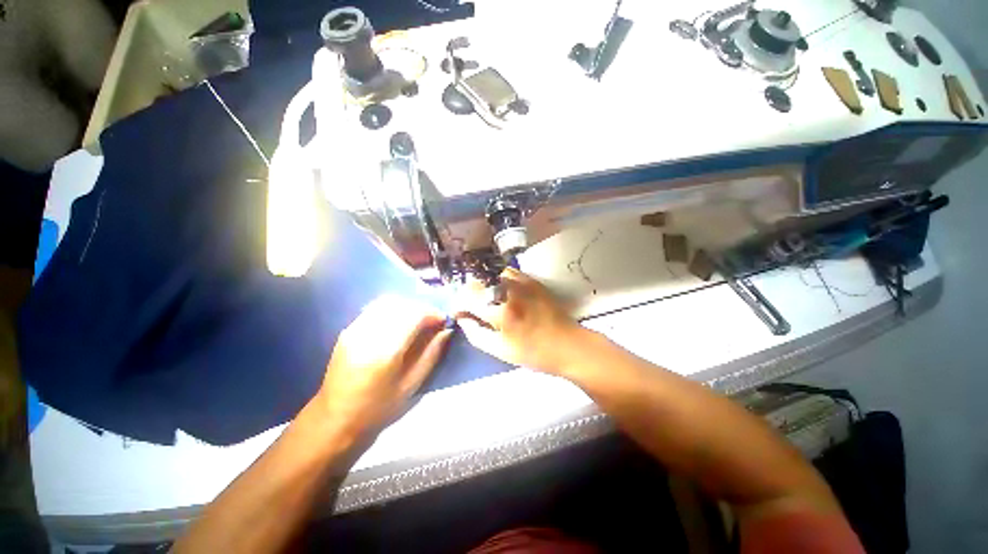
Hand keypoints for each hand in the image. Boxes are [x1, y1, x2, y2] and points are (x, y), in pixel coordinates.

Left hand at [316, 296, 452, 438]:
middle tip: (433, 322)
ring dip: (408, 307)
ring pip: (388, 302)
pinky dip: (393, 309)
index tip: (443, 321)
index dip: (433, 313)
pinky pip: (375, 308)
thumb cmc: (378, 407)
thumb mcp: (412, 385)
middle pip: (402, 305)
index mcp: (386, 351)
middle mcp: (369, 334)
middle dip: (422, 309)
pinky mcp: (349, 329)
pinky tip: (399, 322)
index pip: (414, 315)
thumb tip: (446, 330)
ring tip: (417, 321)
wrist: (335, 417)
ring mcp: (356, 329)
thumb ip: (432, 354)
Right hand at [455, 268, 584, 374]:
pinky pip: (507, 273)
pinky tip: (501, 293)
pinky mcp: (532, 280)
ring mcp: (521, 282)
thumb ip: (476, 334)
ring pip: (491, 274)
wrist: (568, 345)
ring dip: (482, 285)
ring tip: (485, 300)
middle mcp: (508, 290)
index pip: (466, 297)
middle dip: (467, 293)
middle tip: (470, 308)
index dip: (457, 304)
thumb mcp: (500, 351)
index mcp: (499, 311)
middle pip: (476, 281)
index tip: (458, 314)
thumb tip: (462, 320)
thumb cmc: (533, 353)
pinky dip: (498, 281)